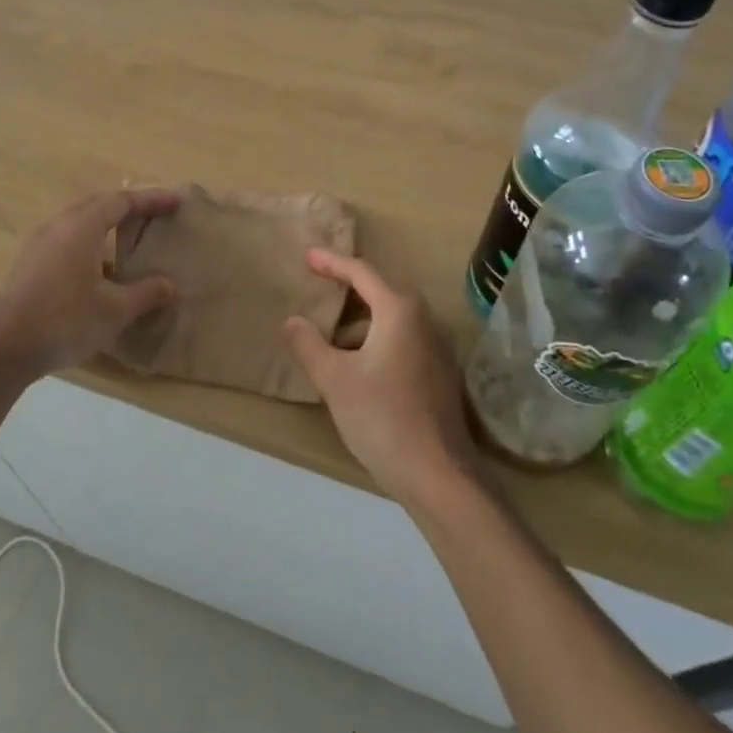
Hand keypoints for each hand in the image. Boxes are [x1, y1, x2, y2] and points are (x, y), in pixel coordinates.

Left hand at [0, 189, 180, 381]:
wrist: (1, 348)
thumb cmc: (64, 321)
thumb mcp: (114, 311)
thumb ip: (145, 294)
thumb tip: (169, 286)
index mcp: (82, 227)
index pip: (122, 201)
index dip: (151, 200)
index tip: (175, 202)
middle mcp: (59, 227)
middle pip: (98, 205)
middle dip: (127, 206)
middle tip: (153, 215)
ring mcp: (40, 245)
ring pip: (79, 223)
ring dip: (106, 226)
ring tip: (128, 241)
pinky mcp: (29, 264)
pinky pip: (67, 241)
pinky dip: (89, 244)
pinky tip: (100, 273)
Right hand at [283, 250, 482, 509]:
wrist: (439, 475)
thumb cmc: (382, 418)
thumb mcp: (335, 380)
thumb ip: (309, 345)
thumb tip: (292, 321)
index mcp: (400, 311)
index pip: (362, 273)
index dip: (332, 262)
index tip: (307, 256)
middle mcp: (424, 320)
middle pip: (381, 293)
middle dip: (348, 290)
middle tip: (319, 289)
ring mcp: (437, 347)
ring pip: (392, 321)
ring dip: (360, 324)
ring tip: (329, 343)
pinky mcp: (439, 373)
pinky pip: (402, 341)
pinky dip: (376, 342)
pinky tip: (357, 369)